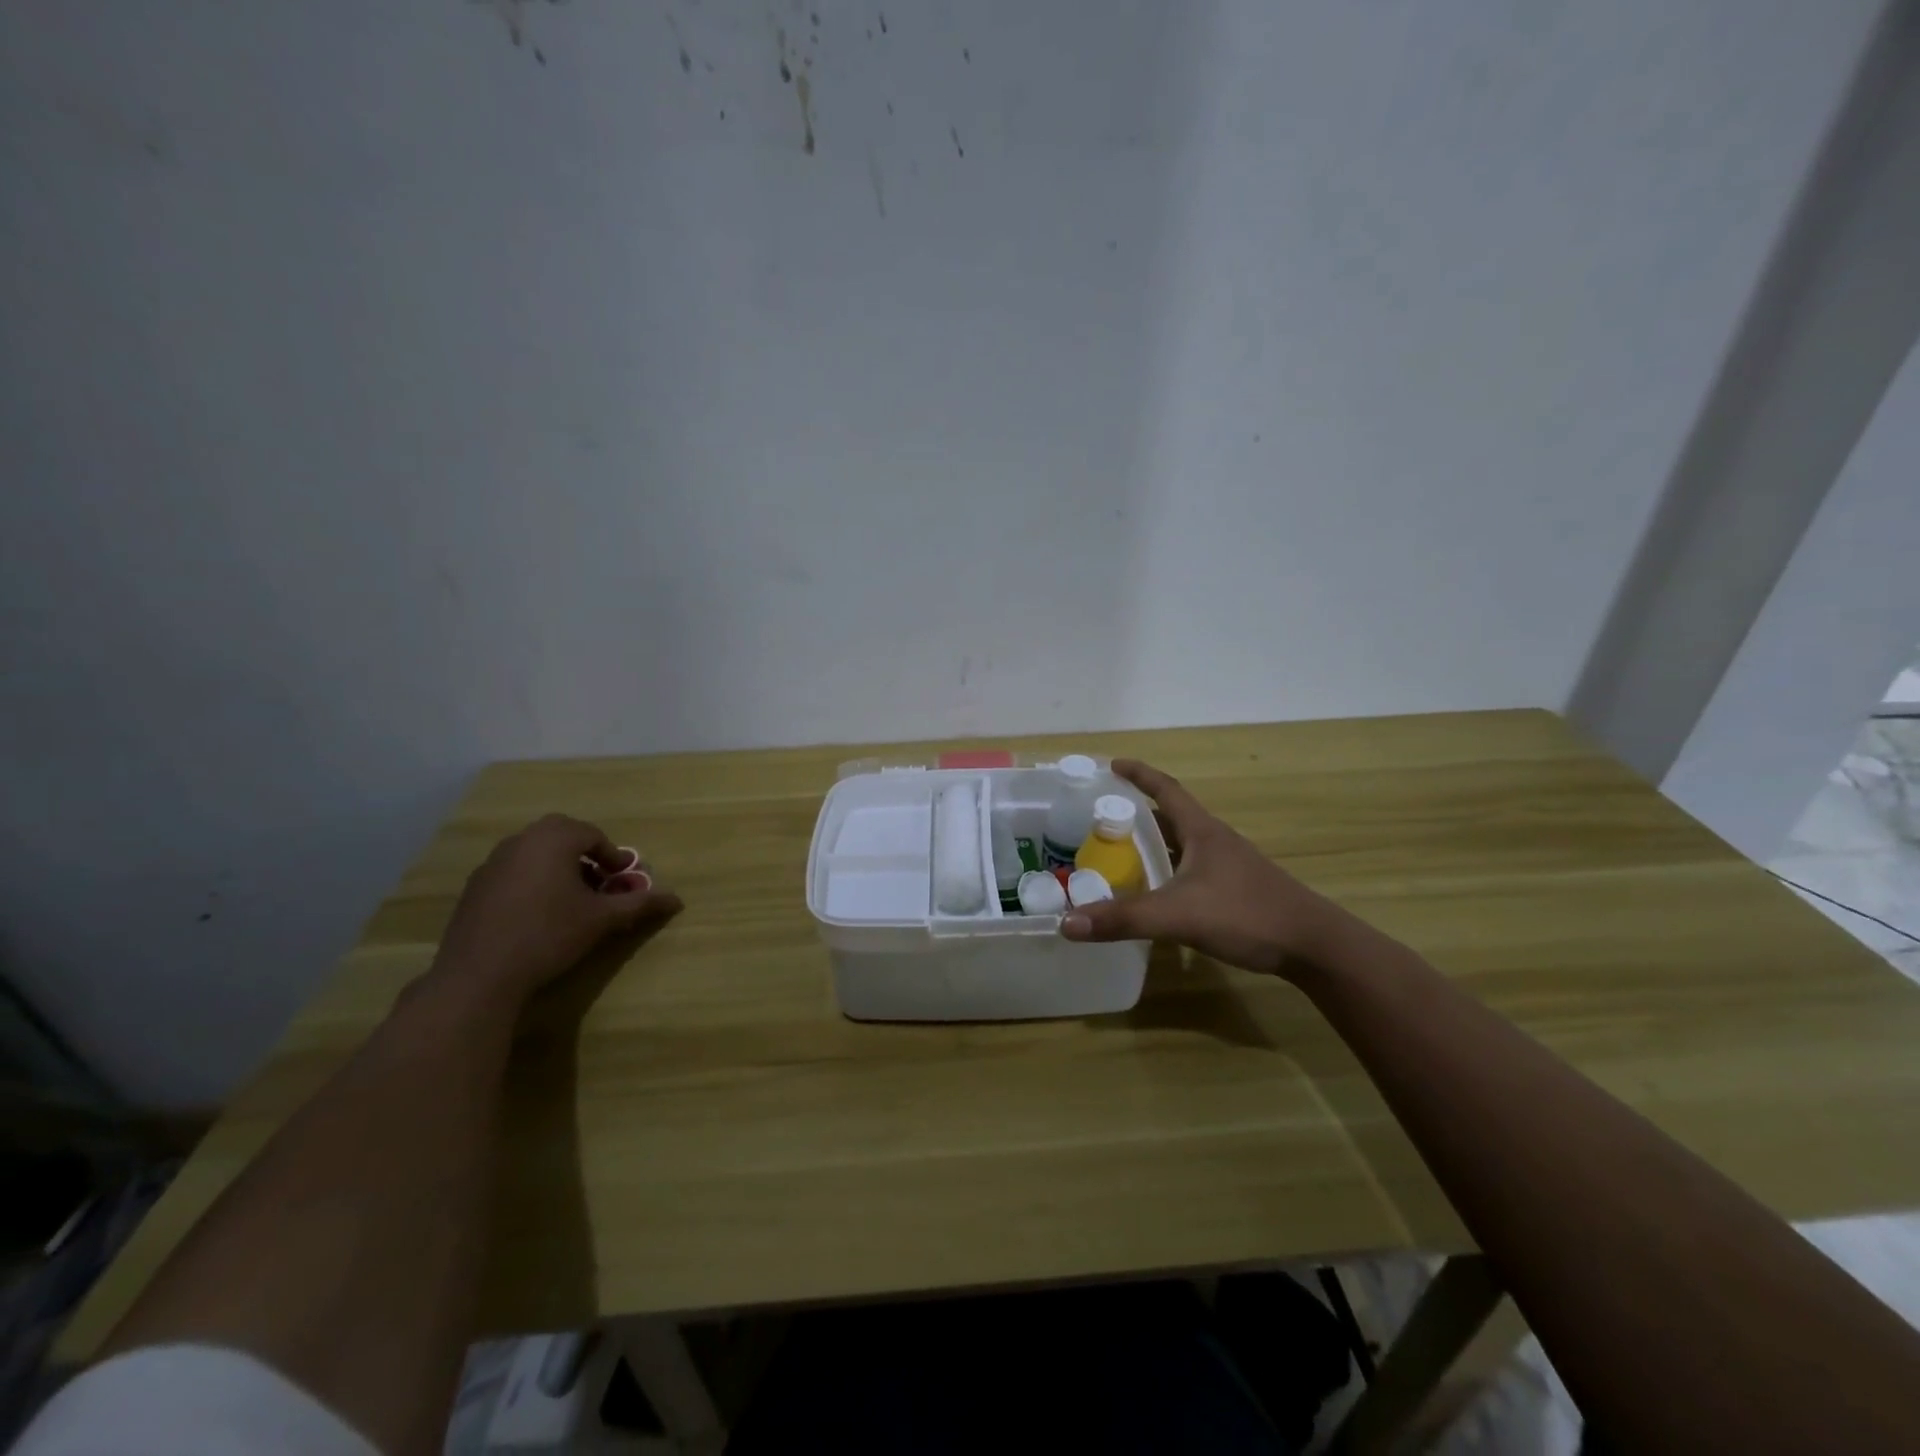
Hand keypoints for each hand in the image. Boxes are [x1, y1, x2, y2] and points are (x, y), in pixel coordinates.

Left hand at [428, 814, 683, 1009]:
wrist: (479, 975)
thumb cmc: (549, 935)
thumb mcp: (602, 919)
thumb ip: (639, 903)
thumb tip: (677, 899)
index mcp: (554, 839)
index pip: (593, 835)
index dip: (613, 856)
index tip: (623, 879)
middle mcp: (521, 841)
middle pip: (562, 836)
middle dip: (585, 856)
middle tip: (600, 883)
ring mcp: (492, 863)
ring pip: (535, 853)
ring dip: (558, 867)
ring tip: (571, 899)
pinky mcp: (475, 887)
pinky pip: (513, 872)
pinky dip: (532, 881)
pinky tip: (538, 914)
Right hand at [1059, 760, 1340, 977]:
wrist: (1314, 945)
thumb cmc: (1247, 915)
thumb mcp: (1178, 915)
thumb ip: (1123, 919)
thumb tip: (1066, 923)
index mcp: (1202, 831)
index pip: (1166, 789)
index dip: (1139, 774)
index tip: (1112, 764)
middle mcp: (1215, 841)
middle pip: (1172, 816)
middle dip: (1138, 812)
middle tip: (1103, 818)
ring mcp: (1229, 866)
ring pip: (1183, 844)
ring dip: (1155, 843)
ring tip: (1122, 853)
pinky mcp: (1236, 890)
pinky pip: (1192, 869)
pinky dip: (1169, 870)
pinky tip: (1159, 892)